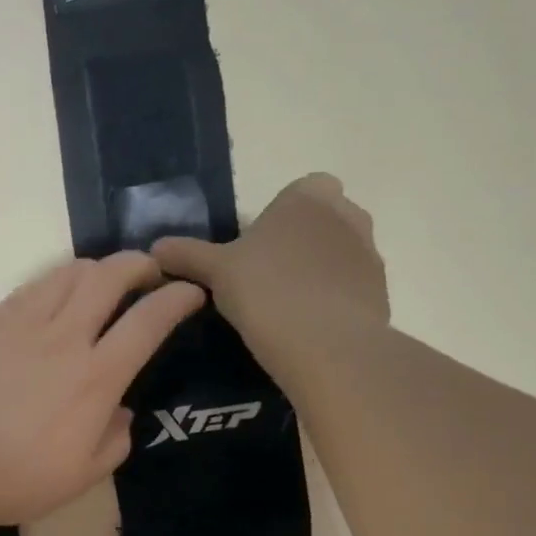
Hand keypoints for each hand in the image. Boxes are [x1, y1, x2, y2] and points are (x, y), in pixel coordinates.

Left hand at [0, 254, 205, 531]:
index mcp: (97, 378)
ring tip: (105, 280)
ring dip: (98, 268)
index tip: (191, 293)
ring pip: (70, 273)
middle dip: (140, 264)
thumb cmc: (17, 479)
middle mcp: (65, 338)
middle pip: (111, 277)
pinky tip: (57, 294)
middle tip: (150, 273)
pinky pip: (33, 285)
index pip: (149, 321)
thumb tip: (119, 411)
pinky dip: (57, 279)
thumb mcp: (83, 476)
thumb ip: (114, 440)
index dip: (177, 299)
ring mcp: (24, 325)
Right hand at [153, 173, 389, 338]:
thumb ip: (187, 255)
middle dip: (299, 242)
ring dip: (317, 272)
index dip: (277, 218)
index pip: (298, 192)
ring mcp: (369, 253)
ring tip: (285, 308)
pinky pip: (350, 288)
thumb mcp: (215, 271)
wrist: (324, 343)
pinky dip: (332, 301)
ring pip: (338, 254)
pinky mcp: (381, 291)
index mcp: (308, 195)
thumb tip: (154, 250)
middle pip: (321, 221)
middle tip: (265, 279)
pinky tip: (307, 328)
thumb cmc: (265, 290)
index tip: (254, 250)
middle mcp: (347, 214)